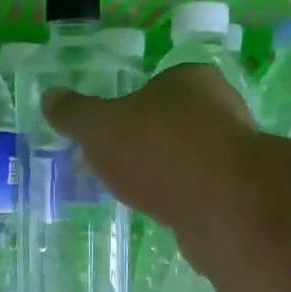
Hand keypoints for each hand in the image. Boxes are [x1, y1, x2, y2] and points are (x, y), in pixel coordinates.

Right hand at [42, 64, 256, 224]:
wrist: (224, 205)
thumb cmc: (159, 149)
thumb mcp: (99, 127)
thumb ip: (74, 113)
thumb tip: (49, 97)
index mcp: (191, 79)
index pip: (157, 84)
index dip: (130, 106)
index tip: (109, 132)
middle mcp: (221, 107)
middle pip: (173, 121)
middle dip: (146, 141)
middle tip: (116, 163)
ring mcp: (236, 152)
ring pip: (189, 158)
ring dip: (165, 173)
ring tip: (136, 192)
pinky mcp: (241, 192)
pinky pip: (201, 190)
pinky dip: (182, 199)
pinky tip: (163, 213)